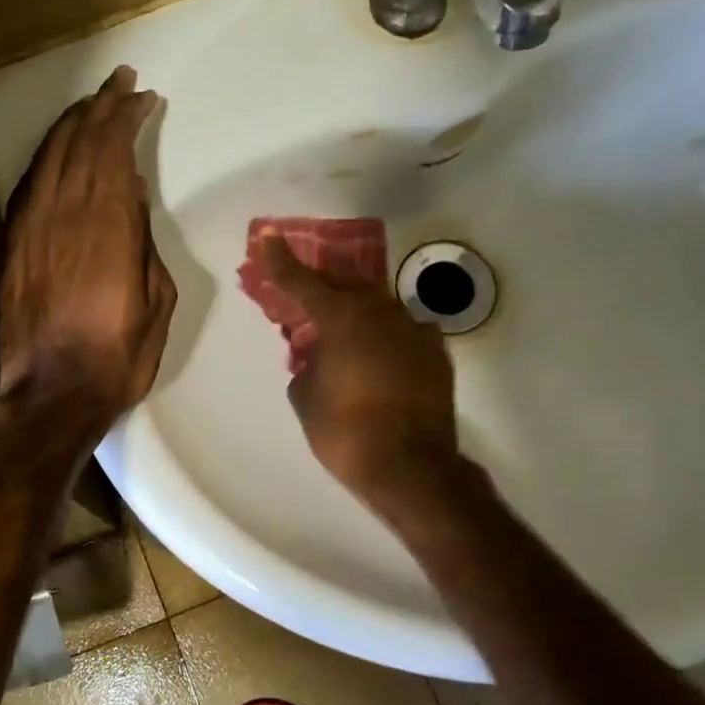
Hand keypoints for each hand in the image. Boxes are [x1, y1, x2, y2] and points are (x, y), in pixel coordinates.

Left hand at [0, 66, 176, 438]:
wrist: (54, 395)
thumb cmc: (119, 354)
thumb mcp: (157, 298)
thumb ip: (143, 240)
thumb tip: (128, 196)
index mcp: (106, 224)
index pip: (113, 148)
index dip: (126, 116)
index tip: (143, 97)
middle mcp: (62, 213)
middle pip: (78, 142)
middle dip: (100, 107)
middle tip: (120, 84)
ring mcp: (29, 228)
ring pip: (49, 157)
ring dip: (72, 126)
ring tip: (92, 107)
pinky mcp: (11, 247)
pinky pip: (28, 185)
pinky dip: (47, 159)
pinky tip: (58, 153)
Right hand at [254, 232, 460, 500]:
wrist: (412, 468)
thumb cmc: (345, 432)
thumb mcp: (306, 397)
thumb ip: (306, 365)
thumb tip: (318, 358)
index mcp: (342, 318)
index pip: (301, 282)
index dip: (279, 260)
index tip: (268, 237)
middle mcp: (381, 313)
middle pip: (344, 290)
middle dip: (322, 293)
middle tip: (304, 304)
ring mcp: (414, 330)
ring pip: (376, 310)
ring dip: (355, 319)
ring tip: (342, 342)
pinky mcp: (436, 353)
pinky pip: (400, 334)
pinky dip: (383, 341)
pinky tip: (376, 363)